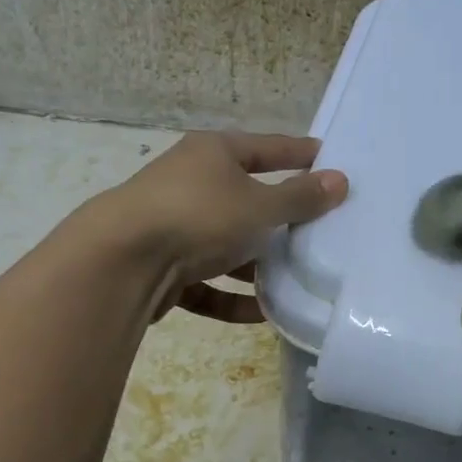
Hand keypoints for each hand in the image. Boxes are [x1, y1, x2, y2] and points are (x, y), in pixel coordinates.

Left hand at [96, 132, 347, 322]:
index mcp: (213, 154)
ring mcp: (172, 226)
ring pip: (225, 244)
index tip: (328, 158)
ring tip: (295, 279)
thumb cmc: (199, 216)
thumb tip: (340, 180)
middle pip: (245, 198)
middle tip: (319, 231)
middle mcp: (190, 183)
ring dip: (256, 264)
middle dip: (280, 219)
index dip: (299, 153)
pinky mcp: (161, 267)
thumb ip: (301, 197)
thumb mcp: (260, 206)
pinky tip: (261, 313)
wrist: (121, 261)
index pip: (267, 148)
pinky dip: (231, 296)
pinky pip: (205, 282)